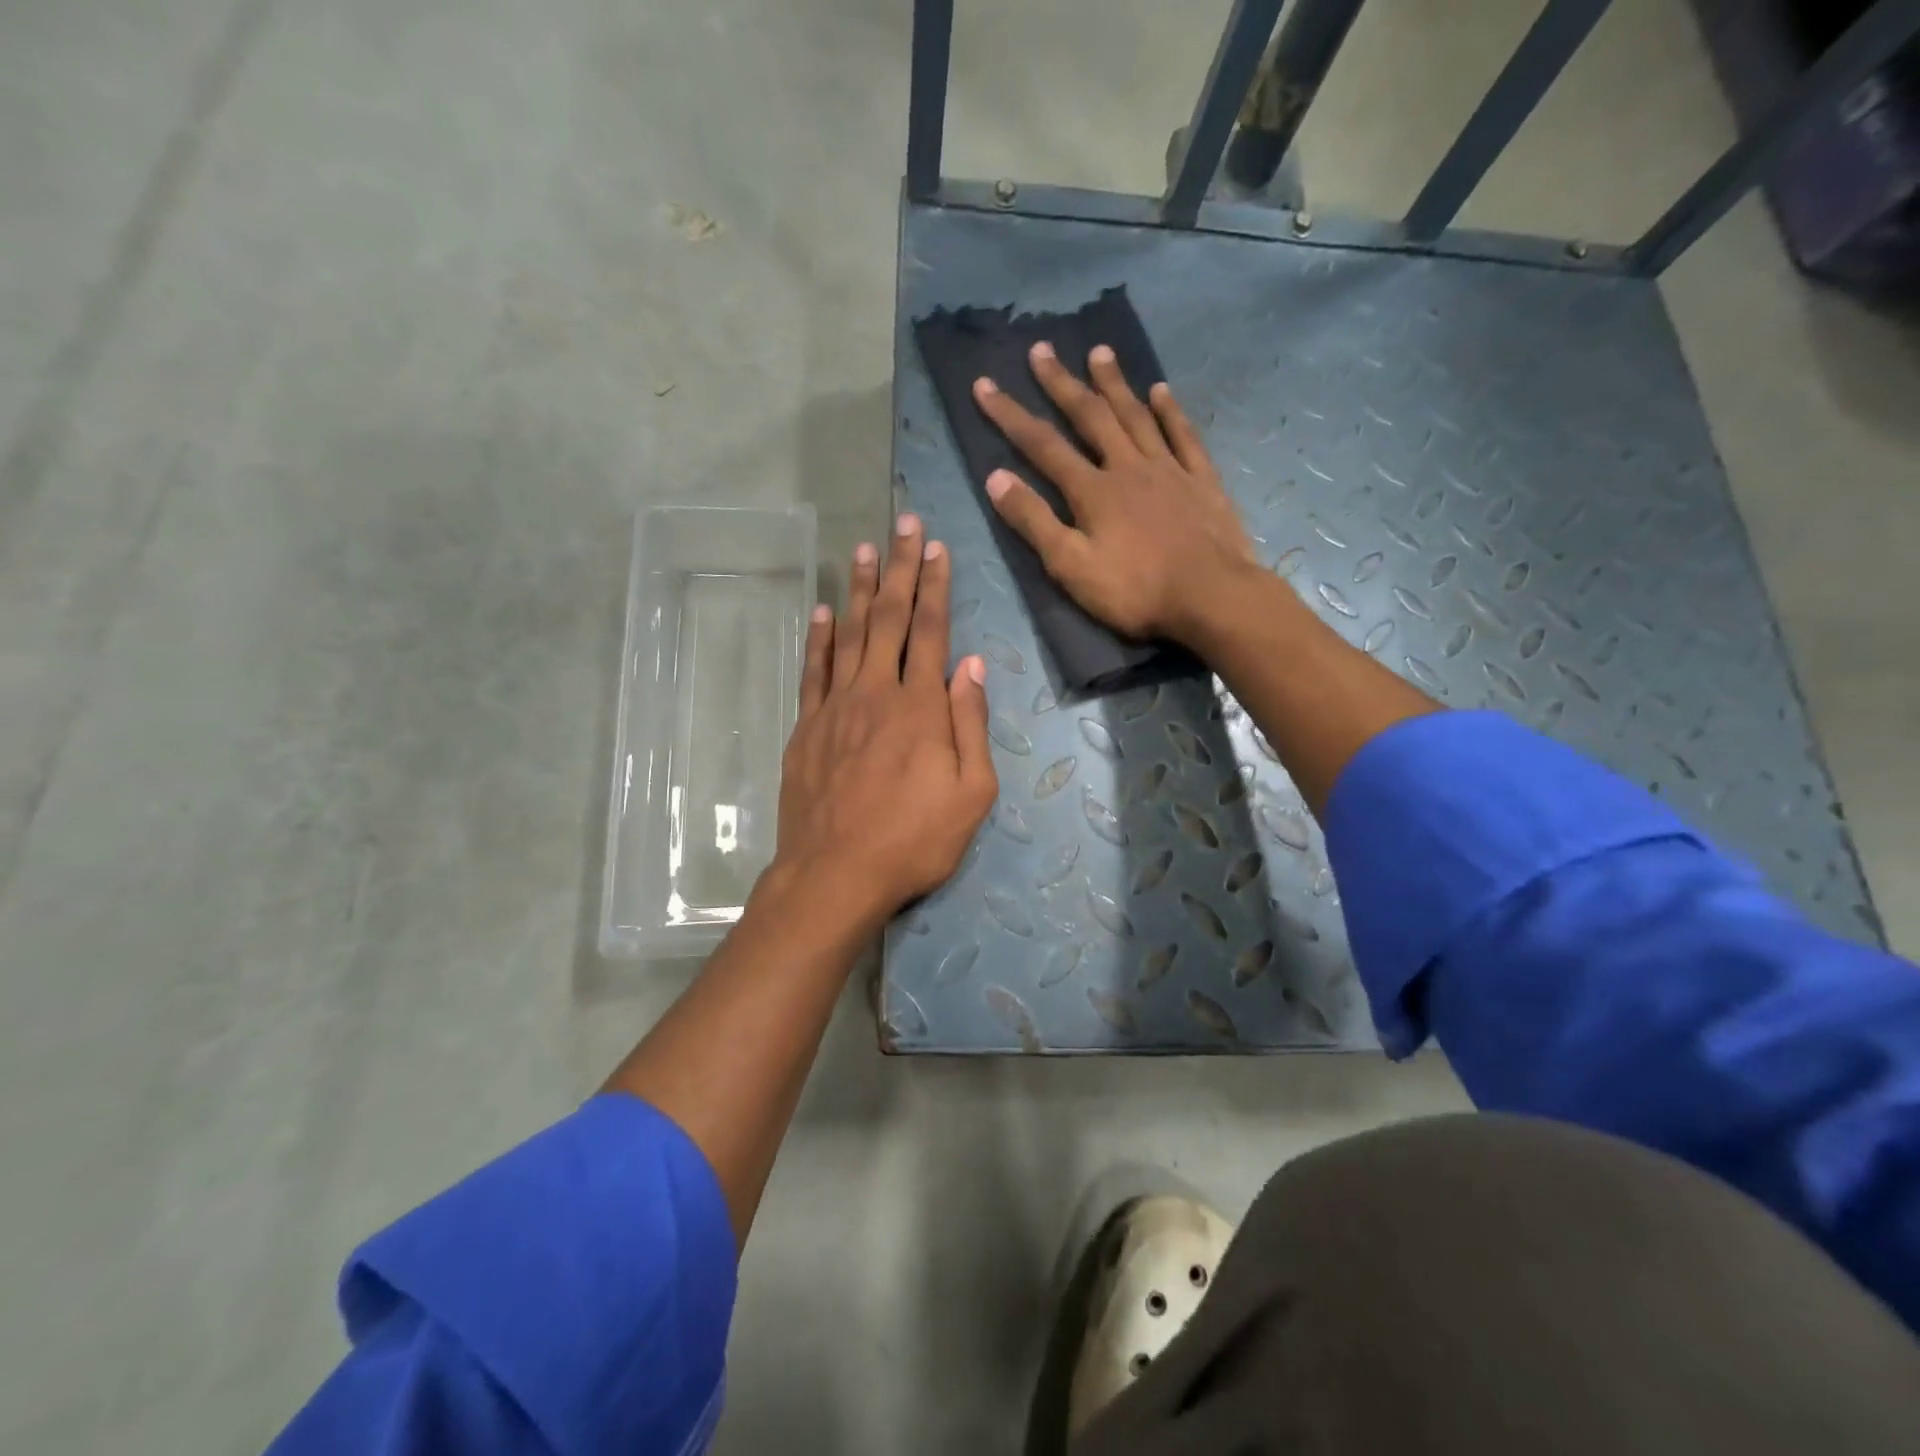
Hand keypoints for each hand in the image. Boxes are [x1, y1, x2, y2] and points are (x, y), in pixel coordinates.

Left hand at [770, 514, 997, 935]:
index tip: (936, 547)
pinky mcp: (807, 727)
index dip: (935, 586)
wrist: (835, 874)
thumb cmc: (914, 840)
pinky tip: (820, 611)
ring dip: (858, 589)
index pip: (930, 631)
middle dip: (899, 569)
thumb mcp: (971, 793)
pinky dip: (817, 637)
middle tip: (903, 524)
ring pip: (848, 634)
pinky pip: (813, 670)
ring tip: (863, 549)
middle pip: (888, 618)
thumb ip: (971, 725)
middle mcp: (876, 693)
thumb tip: (971, 665)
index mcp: (920, 707)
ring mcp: (835, 707)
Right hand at [971, 342, 1257, 643]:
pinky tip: (1161, 390)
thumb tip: (996, 478)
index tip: (985, 384)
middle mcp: (1128, 467)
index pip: (1042, 445)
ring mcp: (1169, 470)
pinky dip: (1170, 411)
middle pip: (1090, 417)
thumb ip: (1035, 522)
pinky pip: (1183, 436)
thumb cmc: (1135, 590)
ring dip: (1114, 384)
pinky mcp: (1202, 481)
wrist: (1211, 597)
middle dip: (1062, 384)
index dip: (1010, 415)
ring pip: (1136, 416)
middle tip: (1042, 349)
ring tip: (1098, 352)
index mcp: (1093, 490)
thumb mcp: (1071, 567)